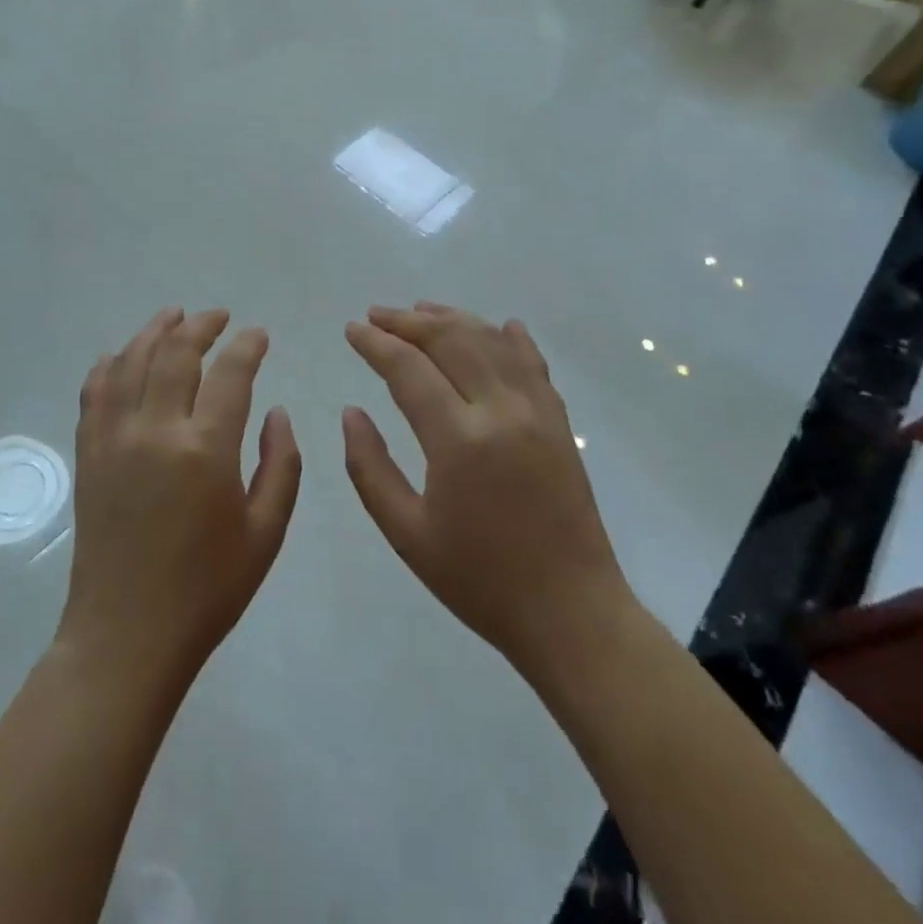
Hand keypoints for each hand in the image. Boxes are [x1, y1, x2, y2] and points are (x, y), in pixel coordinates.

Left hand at [58, 308, 301, 688]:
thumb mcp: (265, 533)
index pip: (230, 373)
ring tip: (174, 316)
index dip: (247, 346)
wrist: (127, 635)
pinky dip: (110, 364)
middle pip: (176, 352)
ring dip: (154, 331)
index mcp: (205, 450)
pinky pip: (94, 391)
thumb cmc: (207, 590)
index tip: (258, 334)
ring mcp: (113, 438)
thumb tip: (276, 411)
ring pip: (131, 361)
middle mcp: (155, 430)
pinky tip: (122, 355)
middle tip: (220, 317)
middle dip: (201, 325)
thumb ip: (280, 464)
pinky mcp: (88, 453)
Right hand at [342, 303, 632, 675]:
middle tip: (376, 315)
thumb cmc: (479, 579)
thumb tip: (351, 412)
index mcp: (458, 440)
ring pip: (491, 341)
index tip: (351, 329)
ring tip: (420, 309)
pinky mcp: (560, 422)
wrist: (571, 613)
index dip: (376, 343)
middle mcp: (501, 411)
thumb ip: (369, 468)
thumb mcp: (406, 534)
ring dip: (453, 319)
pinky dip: (511, 338)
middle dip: (407, 321)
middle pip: (450, 340)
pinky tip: (499, 325)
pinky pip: (534, 363)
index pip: (408, 369)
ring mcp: (537, 412)